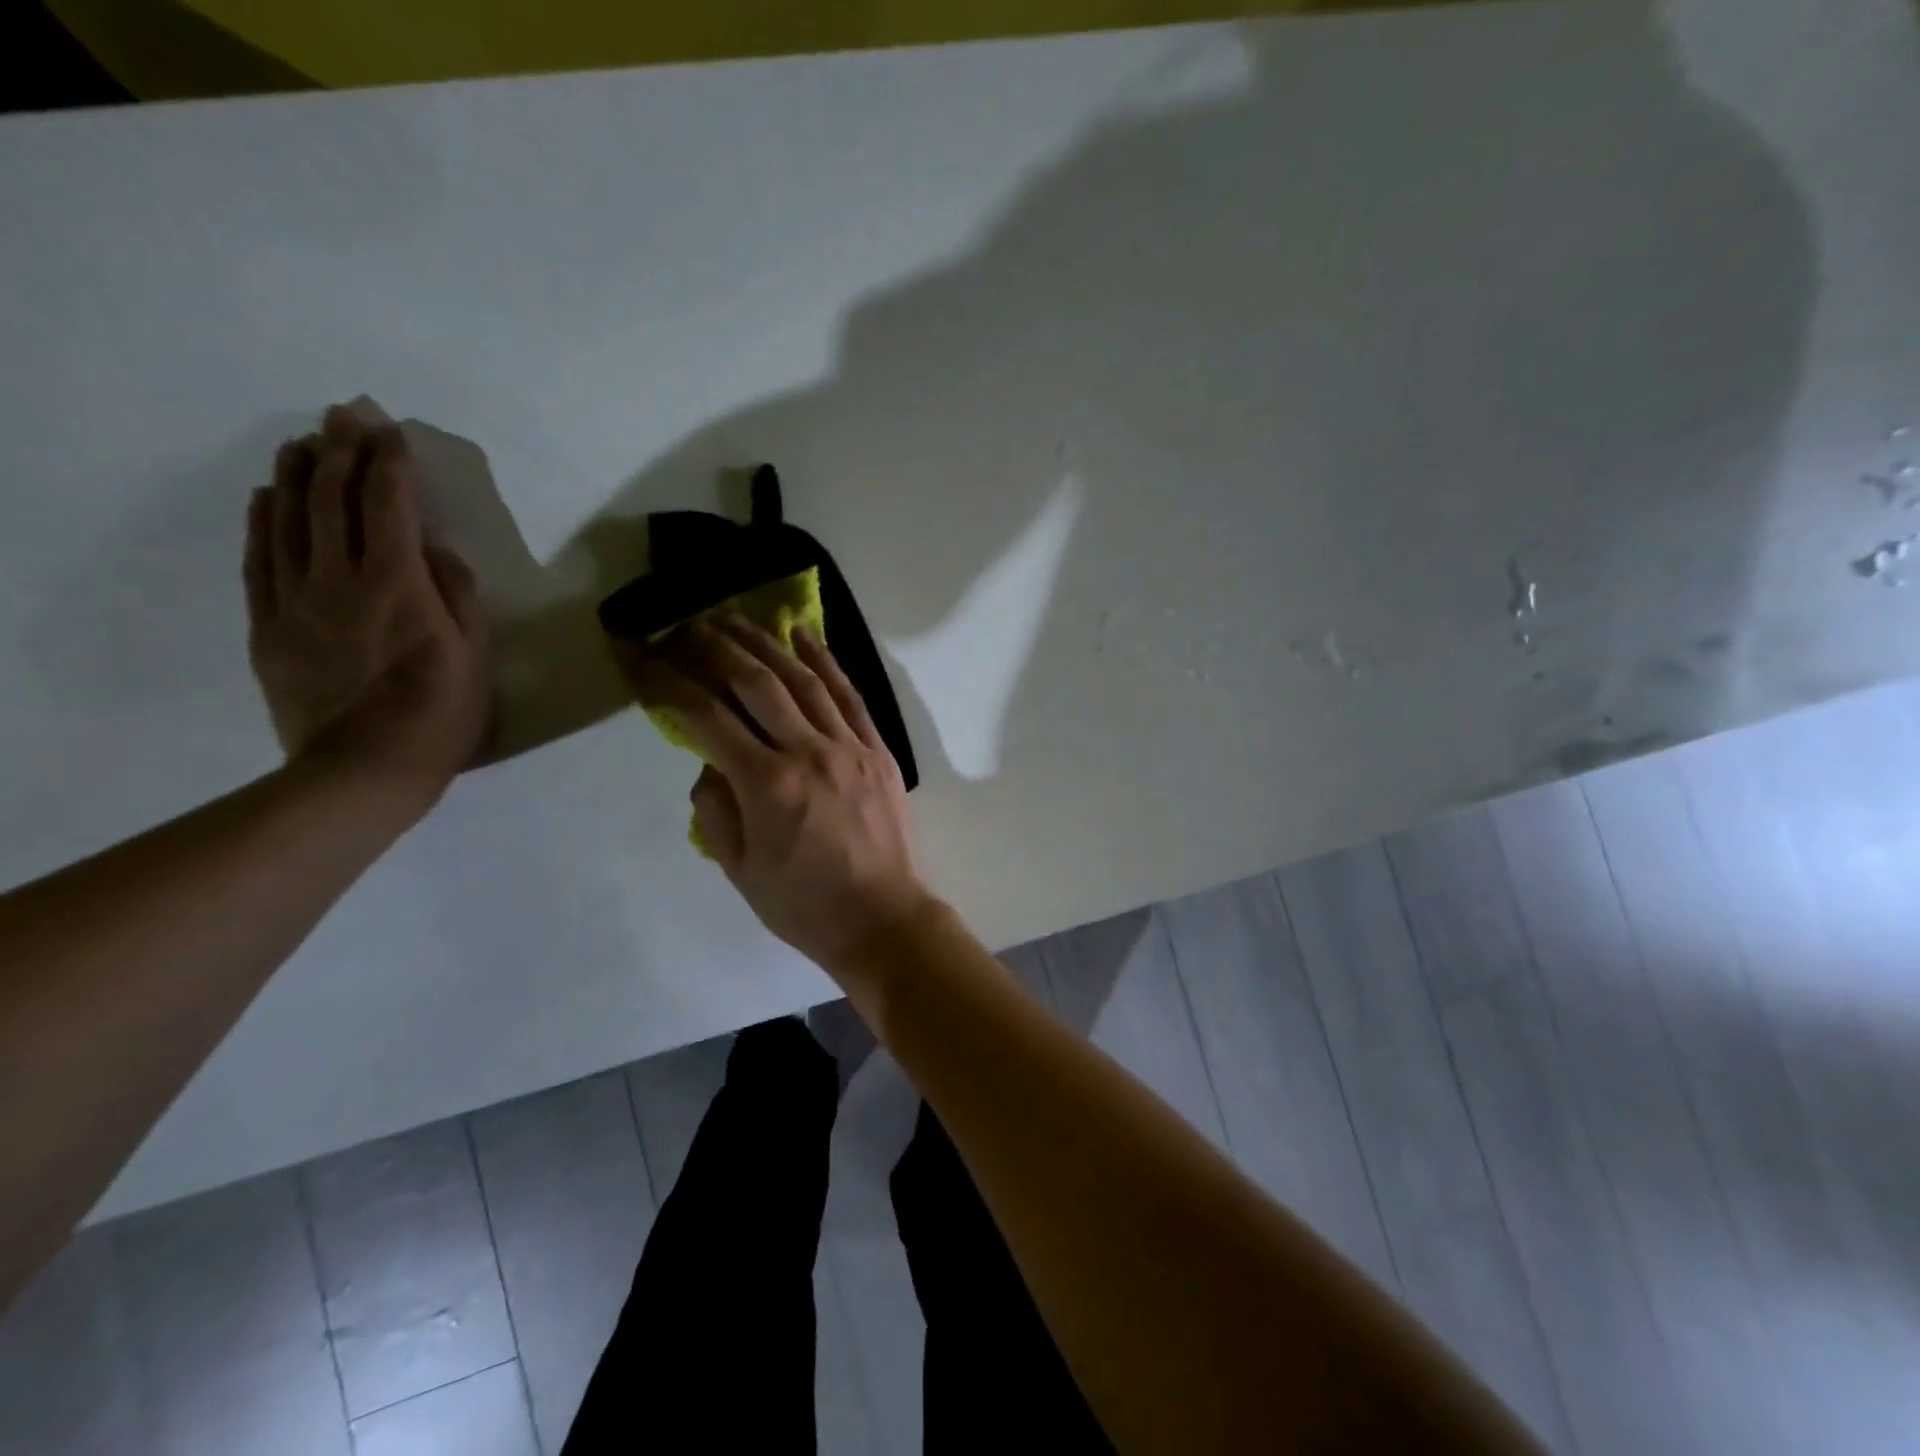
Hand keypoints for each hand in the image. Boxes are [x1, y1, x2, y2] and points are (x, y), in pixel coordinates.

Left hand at [246, 405, 490, 810]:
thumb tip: (437, 549)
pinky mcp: (269, 625)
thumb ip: (459, 596)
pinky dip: (263, 519)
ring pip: (289, 520)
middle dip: (342, 451)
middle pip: (334, 501)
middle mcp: (340, 579)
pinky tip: (269, 496)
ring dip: (299, 474)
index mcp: (398, 585)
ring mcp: (296, 600)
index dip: (391, 464)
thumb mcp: (475, 657)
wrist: (363, 771)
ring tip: (306, 441)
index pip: (390, 506)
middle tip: (345, 415)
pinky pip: (259, 558)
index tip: (393, 430)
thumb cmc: (439, 715)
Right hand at [625, 617, 932, 971]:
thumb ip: (715, 809)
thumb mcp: (740, 869)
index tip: (643, 658)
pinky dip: (826, 661)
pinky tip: (805, 635)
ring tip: (737, 617)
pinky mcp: (878, 749)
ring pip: (803, 679)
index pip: (706, 717)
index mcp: (767, 784)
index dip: (669, 682)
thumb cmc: (804, 904)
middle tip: (689, 625)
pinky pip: (849, 695)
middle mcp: (808, 752)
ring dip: (767, 642)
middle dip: (716, 647)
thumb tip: (709, 761)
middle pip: (756, 682)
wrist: (882, 918)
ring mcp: (849, 746)